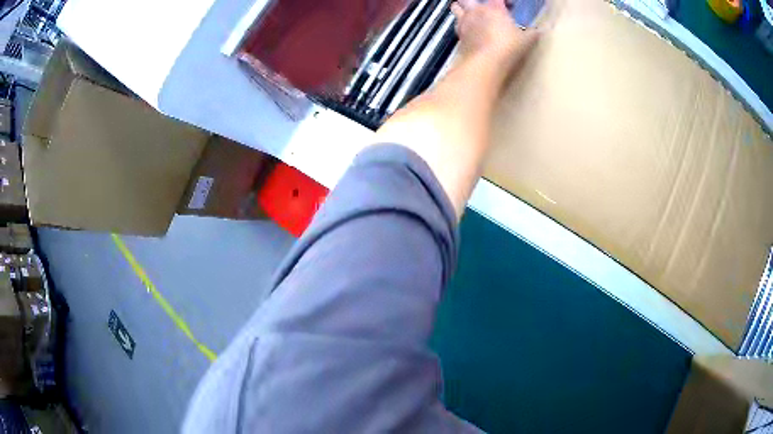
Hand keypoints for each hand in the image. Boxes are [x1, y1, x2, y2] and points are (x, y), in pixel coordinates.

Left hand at [451, 0, 538, 70]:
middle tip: (486, 8)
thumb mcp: (527, 40)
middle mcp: (476, 11)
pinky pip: (457, 25)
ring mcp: (464, 23)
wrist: (484, 64)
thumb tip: (541, 30)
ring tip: (472, 15)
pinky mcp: (458, 36)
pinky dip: (462, 25)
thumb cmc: (508, 47)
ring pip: (456, 7)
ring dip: (462, 8)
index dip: (505, 1)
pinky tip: (470, 31)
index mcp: (493, 8)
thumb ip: (533, 33)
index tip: (510, 6)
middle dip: (475, 1)